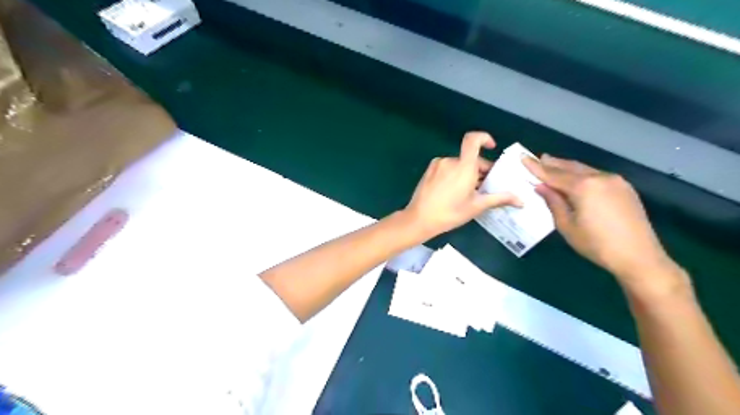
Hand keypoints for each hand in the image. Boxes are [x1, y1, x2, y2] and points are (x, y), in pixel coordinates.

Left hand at [404, 132, 519, 237]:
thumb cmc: (450, 213)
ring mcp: (437, 165)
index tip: (492, 147)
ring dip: (467, 173)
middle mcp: (450, 161)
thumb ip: (499, 199)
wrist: (419, 219)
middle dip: (480, 169)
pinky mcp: (429, 171)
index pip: (473, 139)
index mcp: (463, 166)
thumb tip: (520, 200)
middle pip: (470, 157)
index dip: (484, 138)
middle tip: (485, 187)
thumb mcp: (476, 206)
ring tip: (469, 192)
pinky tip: (454, 192)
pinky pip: (447, 168)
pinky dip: (454, 175)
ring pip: (458, 164)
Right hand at [519, 153, 680, 288]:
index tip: (523, 158)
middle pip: (570, 167)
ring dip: (567, 167)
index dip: (536, 167)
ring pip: (585, 170)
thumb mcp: (567, 225)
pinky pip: (597, 176)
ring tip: (553, 163)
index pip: (553, 174)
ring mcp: (615, 181)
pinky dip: (582, 174)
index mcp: (584, 186)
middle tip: (538, 158)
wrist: (639, 257)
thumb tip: (541, 187)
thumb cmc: (596, 244)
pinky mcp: (624, 188)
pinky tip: (576, 178)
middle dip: (553, 163)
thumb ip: (553, 202)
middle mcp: (600, 177)